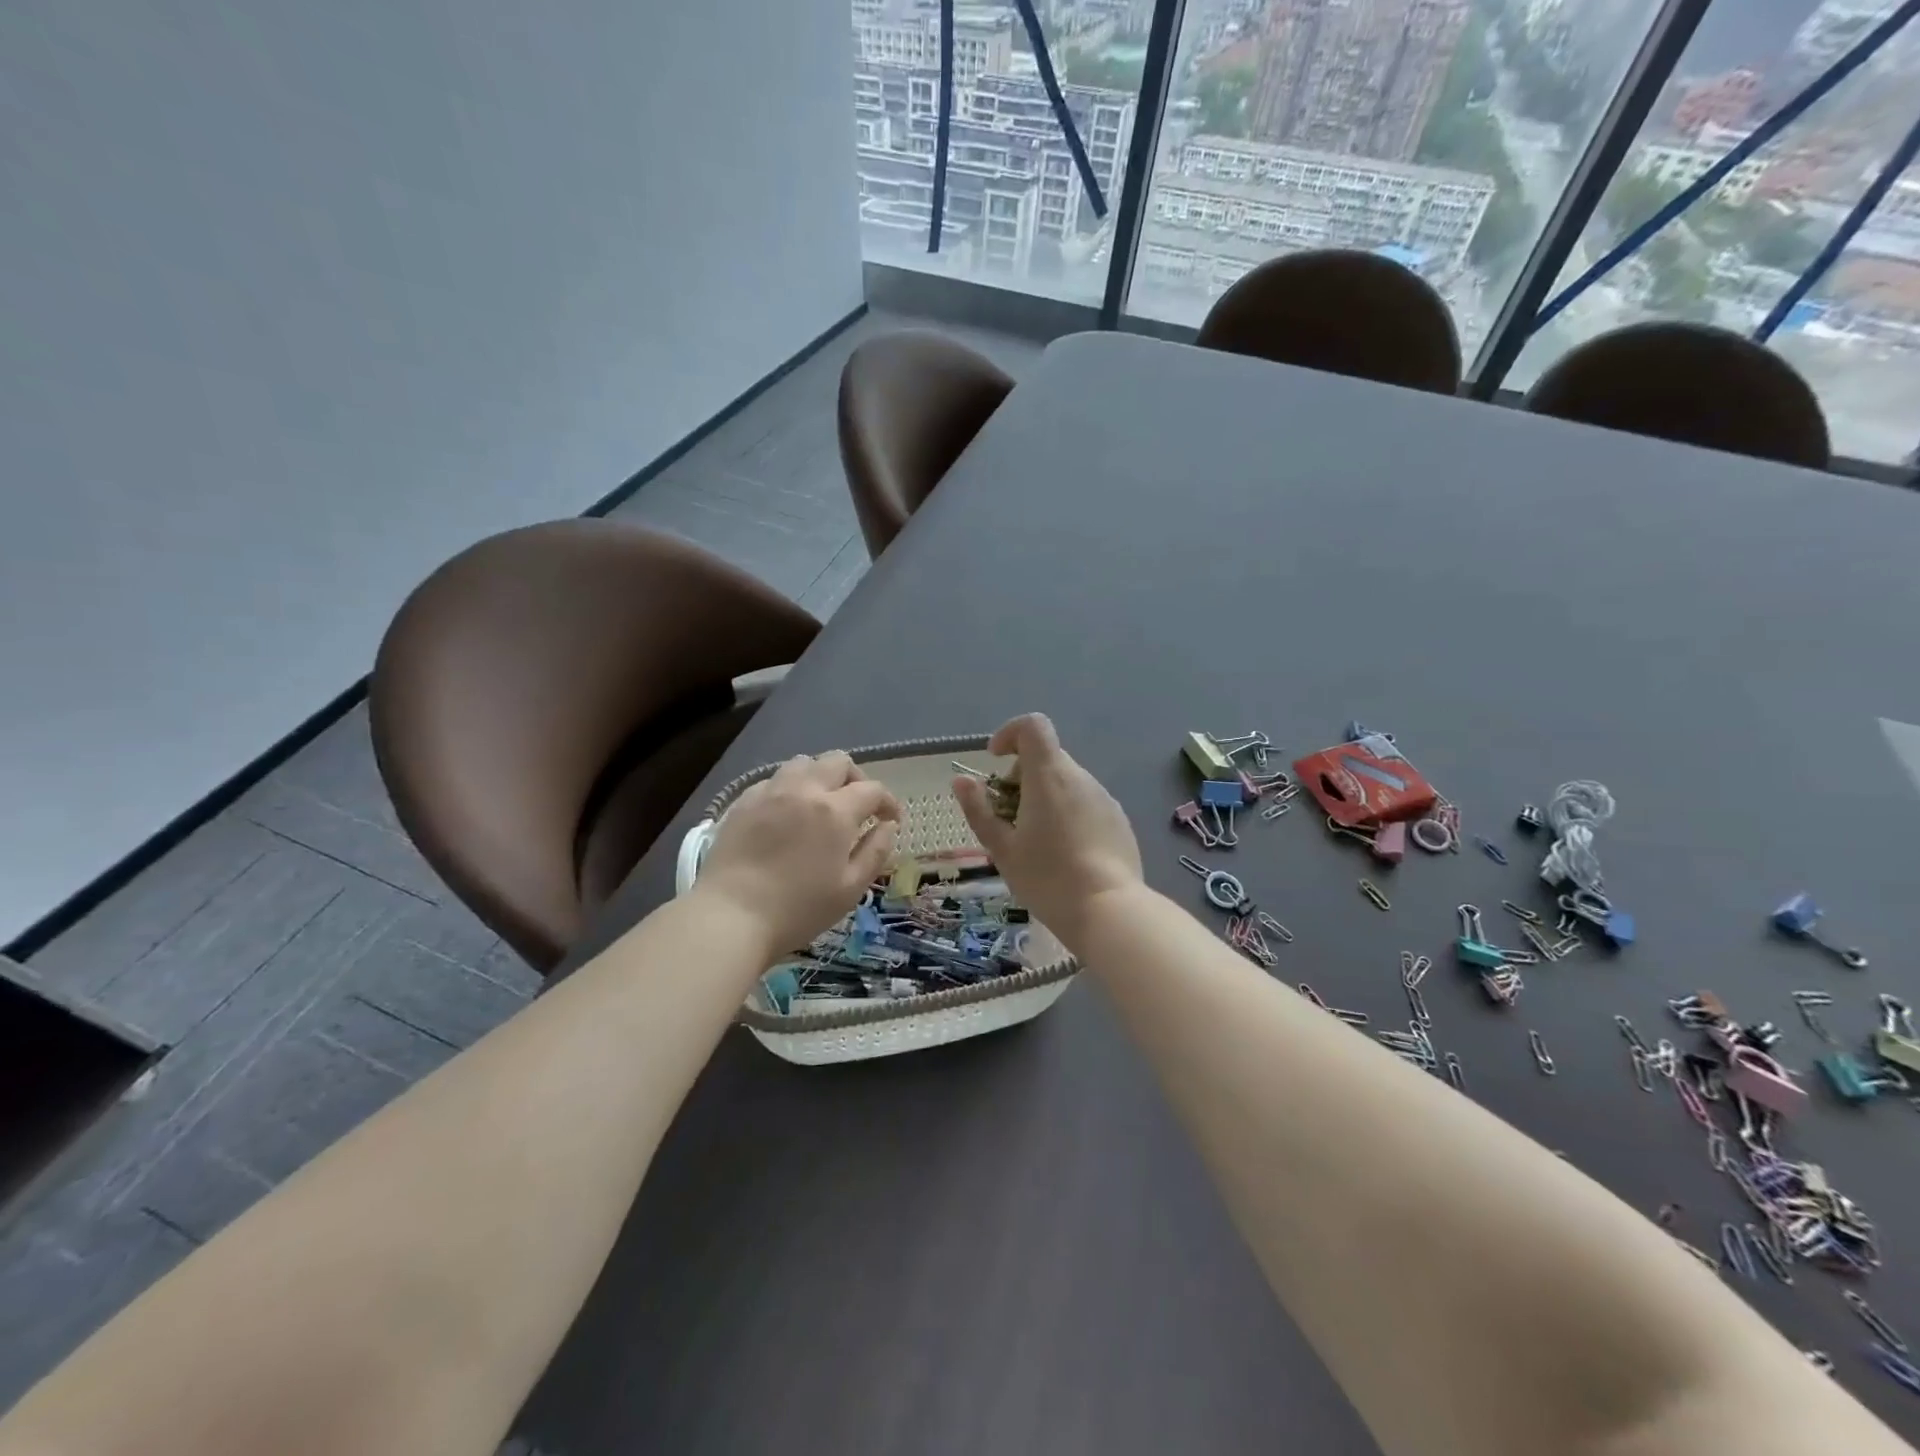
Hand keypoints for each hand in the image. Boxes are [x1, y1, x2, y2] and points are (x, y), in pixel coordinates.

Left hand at [696, 752, 900, 959]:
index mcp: (835, 811)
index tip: (891, 819)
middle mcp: (804, 790)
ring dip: (820, 776)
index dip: (888, 801)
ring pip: (803, 763)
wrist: (730, 916)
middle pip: (838, 761)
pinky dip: (790, 788)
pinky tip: (787, 813)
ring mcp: (770, 792)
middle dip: (856, 779)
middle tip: (859, 806)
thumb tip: (887, 826)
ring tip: (821, 803)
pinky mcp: (743, 802)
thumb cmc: (798, 909)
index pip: (872, 789)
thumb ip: (875, 852)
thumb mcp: (850, 889)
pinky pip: (774, 779)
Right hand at [953, 714, 1141, 949]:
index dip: (1010, 733)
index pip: (1033, 726)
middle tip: (1008, 816)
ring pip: (1067, 783)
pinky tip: (1065, 853)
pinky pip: (1086, 803)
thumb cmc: (1047, 878)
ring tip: (1035, 840)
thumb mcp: (1002, 849)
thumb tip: (962, 781)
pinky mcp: (1118, 820)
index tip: (995, 760)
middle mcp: (1080, 777)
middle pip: (1047, 757)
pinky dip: (1068, 813)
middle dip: (1022, 776)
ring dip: (1045, 797)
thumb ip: (979, 810)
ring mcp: (1104, 798)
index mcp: (1049, 775)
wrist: (1109, 911)